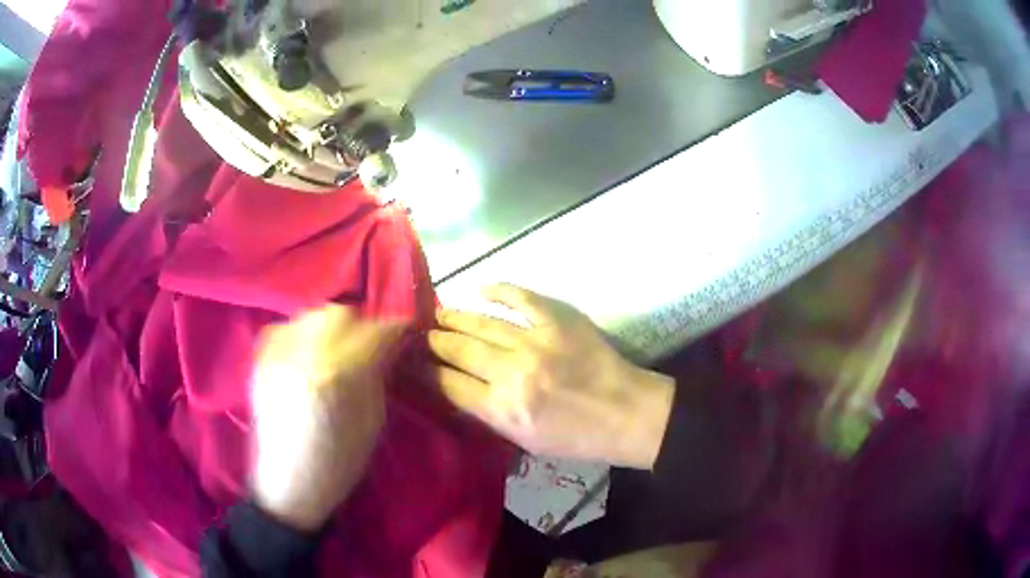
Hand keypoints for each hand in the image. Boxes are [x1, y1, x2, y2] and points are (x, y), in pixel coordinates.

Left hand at [250, 305, 405, 531]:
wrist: (287, 484)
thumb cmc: (338, 463)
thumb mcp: (373, 421)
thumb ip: (378, 375)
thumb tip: (388, 345)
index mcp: (338, 373)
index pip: (376, 330)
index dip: (395, 330)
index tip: (404, 335)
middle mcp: (304, 353)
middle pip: (340, 312)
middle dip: (361, 325)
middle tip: (369, 346)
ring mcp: (277, 353)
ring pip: (311, 315)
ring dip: (331, 327)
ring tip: (337, 350)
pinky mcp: (260, 359)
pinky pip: (286, 326)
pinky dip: (303, 333)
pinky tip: (308, 354)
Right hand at [429, 284, 674, 468]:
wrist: (625, 413)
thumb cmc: (575, 437)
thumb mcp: (524, 440)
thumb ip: (488, 413)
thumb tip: (455, 388)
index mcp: (504, 409)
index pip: (449, 385)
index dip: (427, 373)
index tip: (415, 364)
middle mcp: (513, 372)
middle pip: (459, 349)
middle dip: (435, 342)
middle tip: (422, 335)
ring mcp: (536, 340)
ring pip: (481, 322)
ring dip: (455, 316)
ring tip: (439, 314)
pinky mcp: (558, 318)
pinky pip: (519, 296)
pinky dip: (496, 289)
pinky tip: (477, 289)